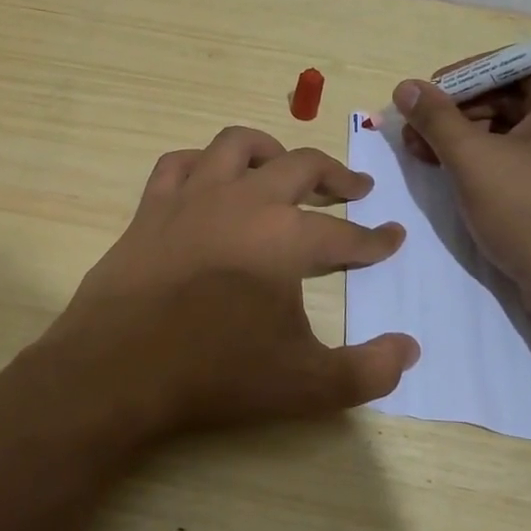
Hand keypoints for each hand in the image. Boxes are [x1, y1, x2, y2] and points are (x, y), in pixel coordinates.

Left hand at [36, 126, 418, 438]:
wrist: (120, 368)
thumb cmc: (216, 373)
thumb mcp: (305, 384)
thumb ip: (368, 370)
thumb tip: (410, 350)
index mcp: (287, 237)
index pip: (346, 235)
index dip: (376, 240)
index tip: (393, 238)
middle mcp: (245, 201)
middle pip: (302, 167)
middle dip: (337, 177)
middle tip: (355, 190)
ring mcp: (194, 196)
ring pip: (237, 145)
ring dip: (270, 149)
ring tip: (285, 166)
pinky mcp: (153, 205)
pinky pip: (179, 163)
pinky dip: (201, 163)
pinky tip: (209, 177)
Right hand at [394, 63, 530, 326]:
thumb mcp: (474, 161)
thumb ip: (437, 119)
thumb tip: (406, 87)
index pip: (513, 63)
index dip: (464, 76)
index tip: (426, 97)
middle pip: (511, 94)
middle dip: (458, 111)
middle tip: (414, 132)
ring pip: (514, 127)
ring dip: (466, 136)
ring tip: (423, 154)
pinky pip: (525, 154)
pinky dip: (488, 159)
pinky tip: (453, 173)